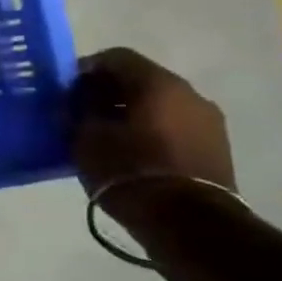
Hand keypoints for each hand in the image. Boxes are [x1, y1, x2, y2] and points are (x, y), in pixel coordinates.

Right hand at [70, 48, 234, 202]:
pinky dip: (150, 130)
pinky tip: (132, 152)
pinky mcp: (216, 148)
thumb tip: (78, 98)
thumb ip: (80, 109)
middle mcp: (189, 93)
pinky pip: (174, 126)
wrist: (188, 223)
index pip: (115, 57)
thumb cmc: (129, 171)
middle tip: (82, 113)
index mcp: (158, 83)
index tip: (66, 90)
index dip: (85, 69)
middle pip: (141, 79)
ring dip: (131, 112)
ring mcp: (208, 121)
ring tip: (106, 136)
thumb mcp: (86, 137)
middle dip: (109, 92)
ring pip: (159, 104)